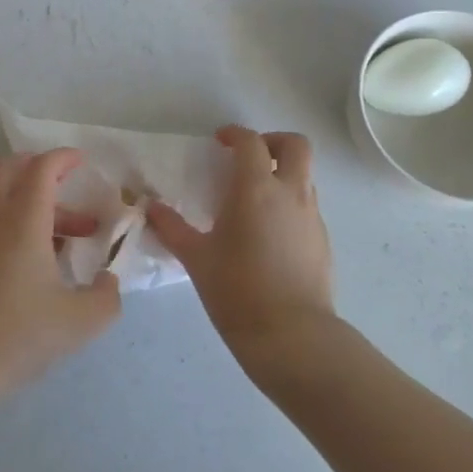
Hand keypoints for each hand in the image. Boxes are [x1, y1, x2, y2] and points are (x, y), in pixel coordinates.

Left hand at [0, 149, 121, 416]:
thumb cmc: (18, 335)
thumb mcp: (79, 323)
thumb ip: (106, 298)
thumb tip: (109, 281)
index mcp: (23, 222)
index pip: (40, 169)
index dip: (62, 158)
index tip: (83, 161)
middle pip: (6, 170)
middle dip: (36, 167)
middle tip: (66, 184)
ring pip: (3, 202)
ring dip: (35, 206)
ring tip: (71, 240)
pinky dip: (20, 228)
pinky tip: (42, 267)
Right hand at [147, 127, 334, 366]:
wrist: (292, 336)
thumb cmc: (237, 290)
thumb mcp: (196, 258)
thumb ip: (171, 228)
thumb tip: (150, 208)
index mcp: (257, 189)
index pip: (251, 142)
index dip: (235, 135)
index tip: (220, 142)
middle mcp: (290, 194)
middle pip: (296, 146)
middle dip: (273, 142)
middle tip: (249, 158)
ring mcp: (312, 217)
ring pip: (305, 176)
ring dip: (283, 174)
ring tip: (255, 199)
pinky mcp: (323, 241)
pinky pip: (307, 207)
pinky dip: (290, 204)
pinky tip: (269, 233)